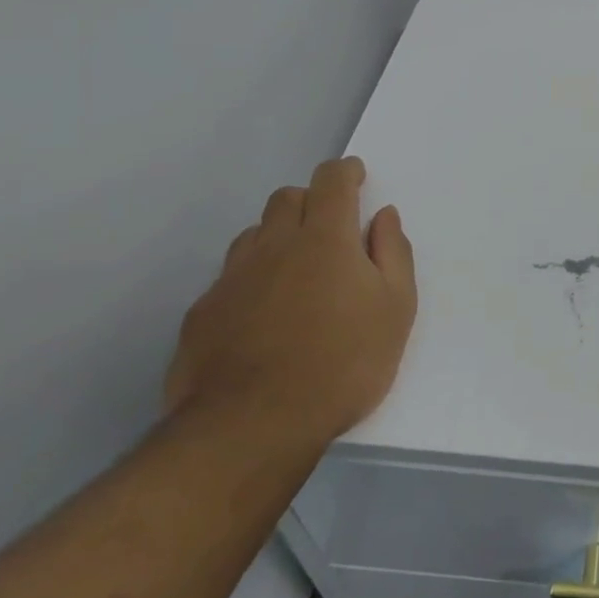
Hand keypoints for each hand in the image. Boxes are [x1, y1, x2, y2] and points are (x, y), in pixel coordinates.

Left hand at [166, 156, 416, 447]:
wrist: (253, 426)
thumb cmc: (344, 363)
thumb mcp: (396, 309)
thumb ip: (393, 254)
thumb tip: (383, 217)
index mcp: (325, 238)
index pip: (332, 181)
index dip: (346, 171)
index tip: (356, 176)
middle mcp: (274, 245)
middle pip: (287, 198)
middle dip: (311, 200)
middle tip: (331, 229)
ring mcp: (232, 278)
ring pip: (254, 234)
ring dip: (277, 236)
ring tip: (296, 271)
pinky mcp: (202, 312)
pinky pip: (230, 276)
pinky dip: (252, 277)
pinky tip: (262, 313)